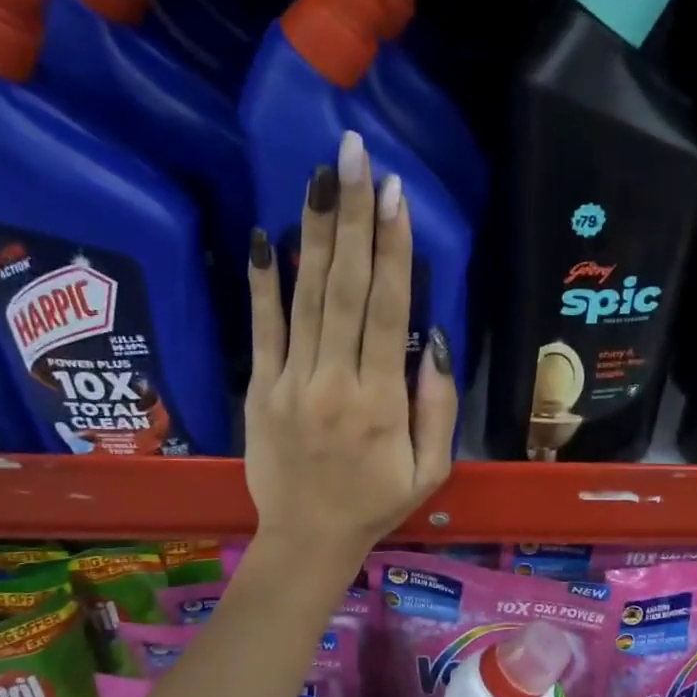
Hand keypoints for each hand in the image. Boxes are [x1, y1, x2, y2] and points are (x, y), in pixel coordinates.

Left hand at [244, 130, 457, 576]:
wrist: (307, 539)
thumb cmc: (376, 503)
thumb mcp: (431, 469)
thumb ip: (436, 406)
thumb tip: (433, 339)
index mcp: (381, 402)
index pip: (387, 311)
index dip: (393, 250)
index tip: (395, 195)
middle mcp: (334, 381)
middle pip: (345, 289)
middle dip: (353, 219)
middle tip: (355, 157)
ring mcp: (291, 382)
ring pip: (306, 298)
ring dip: (315, 234)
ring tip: (321, 177)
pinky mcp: (260, 388)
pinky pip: (261, 330)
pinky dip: (262, 284)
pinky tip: (266, 238)